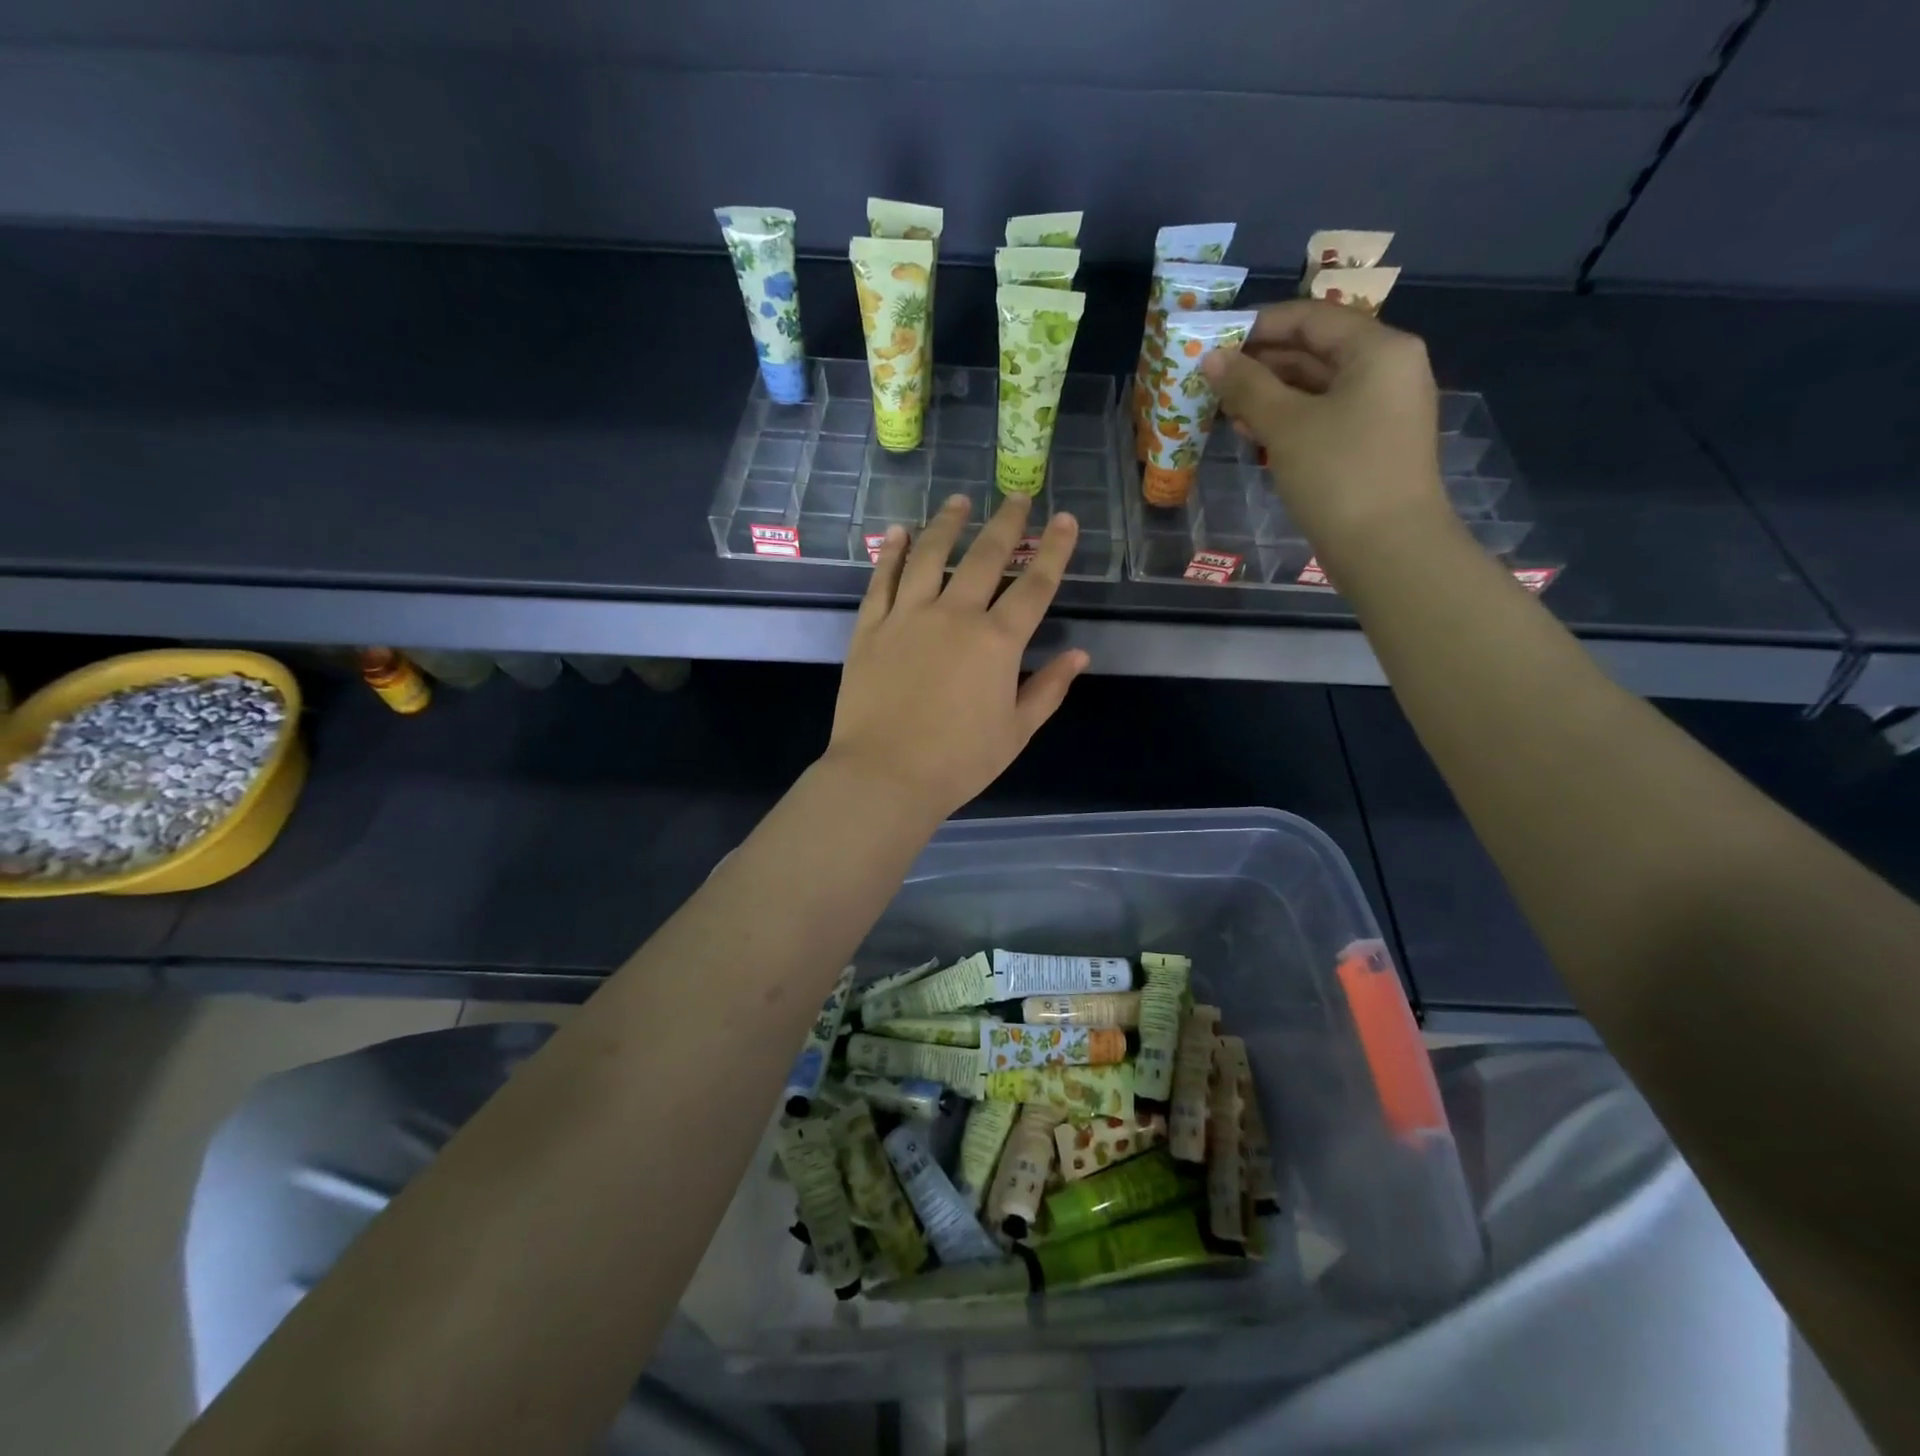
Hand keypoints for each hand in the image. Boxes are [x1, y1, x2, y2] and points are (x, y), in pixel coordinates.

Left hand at [825, 493, 1088, 821]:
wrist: (885, 775)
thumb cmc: (959, 762)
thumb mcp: (1016, 732)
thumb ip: (1049, 689)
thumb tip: (1079, 655)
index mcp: (997, 642)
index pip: (1035, 585)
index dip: (1054, 550)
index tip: (1064, 520)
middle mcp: (955, 615)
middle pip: (986, 557)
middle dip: (1007, 523)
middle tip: (1018, 497)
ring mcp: (908, 616)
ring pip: (931, 555)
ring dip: (948, 524)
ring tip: (959, 501)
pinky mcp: (871, 627)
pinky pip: (883, 579)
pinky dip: (893, 553)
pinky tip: (900, 532)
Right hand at [1201, 300, 1449, 553]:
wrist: (1388, 547)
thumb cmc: (1339, 474)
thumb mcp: (1286, 425)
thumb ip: (1247, 386)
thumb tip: (1212, 357)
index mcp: (1378, 349)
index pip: (1312, 318)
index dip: (1260, 325)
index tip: (1216, 342)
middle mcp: (1388, 369)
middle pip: (1316, 351)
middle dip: (1262, 365)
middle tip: (1214, 381)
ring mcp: (1382, 409)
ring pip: (1317, 388)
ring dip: (1270, 396)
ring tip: (1225, 410)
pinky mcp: (1371, 444)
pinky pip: (1325, 417)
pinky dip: (1289, 421)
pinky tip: (1254, 435)